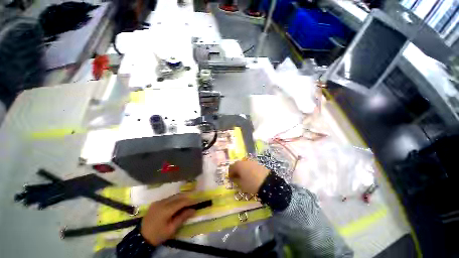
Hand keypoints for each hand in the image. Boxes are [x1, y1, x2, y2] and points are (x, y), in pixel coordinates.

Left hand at [141, 194, 195, 245]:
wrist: (141, 238)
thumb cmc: (158, 235)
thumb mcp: (171, 229)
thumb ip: (182, 218)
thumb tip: (193, 210)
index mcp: (166, 210)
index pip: (181, 202)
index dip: (189, 201)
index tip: (196, 201)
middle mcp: (162, 203)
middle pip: (177, 197)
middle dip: (186, 197)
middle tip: (193, 200)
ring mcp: (158, 202)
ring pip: (172, 196)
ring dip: (180, 198)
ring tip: (186, 201)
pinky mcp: (155, 203)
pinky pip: (167, 199)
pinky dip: (174, 200)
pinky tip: (177, 203)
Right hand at [229, 160, 268, 193]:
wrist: (267, 182)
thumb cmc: (251, 184)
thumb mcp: (241, 184)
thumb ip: (235, 180)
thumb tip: (233, 178)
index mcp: (238, 165)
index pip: (231, 167)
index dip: (230, 173)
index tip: (231, 179)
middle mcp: (244, 161)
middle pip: (237, 164)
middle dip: (236, 170)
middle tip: (236, 177)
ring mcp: (251, 161)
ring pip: (244, 164)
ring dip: (242, 169)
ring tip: (244, 177)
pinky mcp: (257, 163)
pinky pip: (250, 165)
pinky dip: (248, 169)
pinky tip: (250, 175)